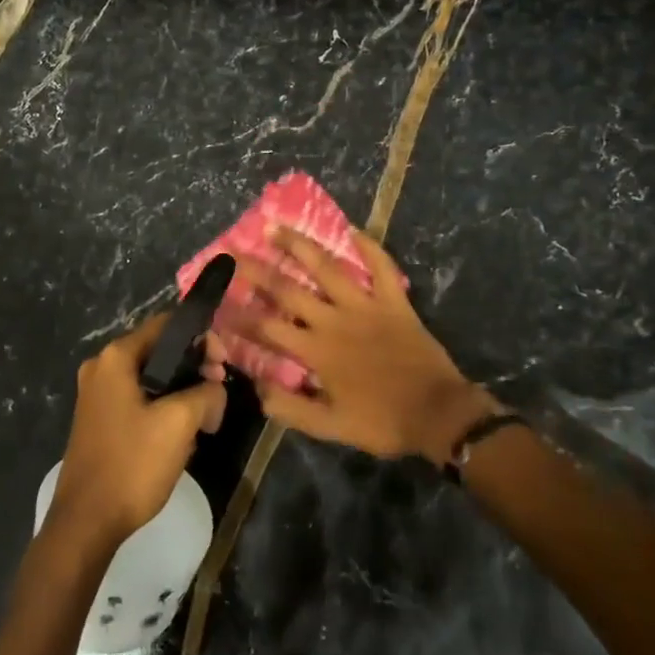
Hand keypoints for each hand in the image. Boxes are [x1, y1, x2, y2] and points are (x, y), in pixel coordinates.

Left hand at [50, 313, 226, 548]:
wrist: (87, 522)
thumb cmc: (132, 464)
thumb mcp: (179, 422)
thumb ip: (206, 393)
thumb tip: (214, 389)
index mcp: (115, 358)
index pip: (166, 325)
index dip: (201, 338)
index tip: (224, 364)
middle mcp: (101, 368)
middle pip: (159, 351)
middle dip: (194, 367)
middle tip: (219, 392)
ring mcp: (97, 396)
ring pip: (152, 378)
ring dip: (182, 391)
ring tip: (206, 417)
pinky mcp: (100, 421)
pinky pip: (140, 400)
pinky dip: (164, 408)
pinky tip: (182, 434)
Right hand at [215, 228, 496, 463]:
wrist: (438, 414)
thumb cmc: (382, 421)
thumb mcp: (331, 427)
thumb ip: (291, 409)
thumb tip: (257, 390)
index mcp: (317, 351)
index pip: (267, 330)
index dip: (239, 317)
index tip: (216, 304)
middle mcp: (334, 321)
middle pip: (288, 290)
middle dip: (257, 271)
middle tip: (233, 252)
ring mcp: (365, 306)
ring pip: (327, 268)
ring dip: (300, 246)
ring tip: (277, 227)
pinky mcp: (394, 301)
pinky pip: (380, 267)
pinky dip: (368, 246)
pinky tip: (351, 229)